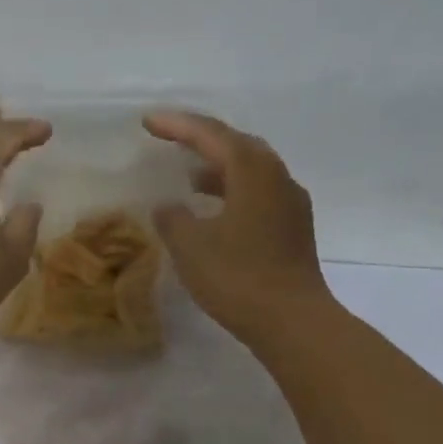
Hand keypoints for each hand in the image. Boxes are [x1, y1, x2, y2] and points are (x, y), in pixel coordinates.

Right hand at [146, 109, 333, 346]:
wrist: (292, 321)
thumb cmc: (238, 278)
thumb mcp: (191, 247)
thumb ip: (173, 219)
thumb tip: (168, 206)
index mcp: (253, 171)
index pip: (211, 135)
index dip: (177, 126)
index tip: (148, 122)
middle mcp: (277, 178)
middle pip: (237, 146)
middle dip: (202, 141)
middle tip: (172, 141)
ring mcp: (291, 204)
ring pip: (251, 172)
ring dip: (219, 170)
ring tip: (189, 178)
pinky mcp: (294, 230)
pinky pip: (259, 196)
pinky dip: (232, 194)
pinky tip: (215, 213)